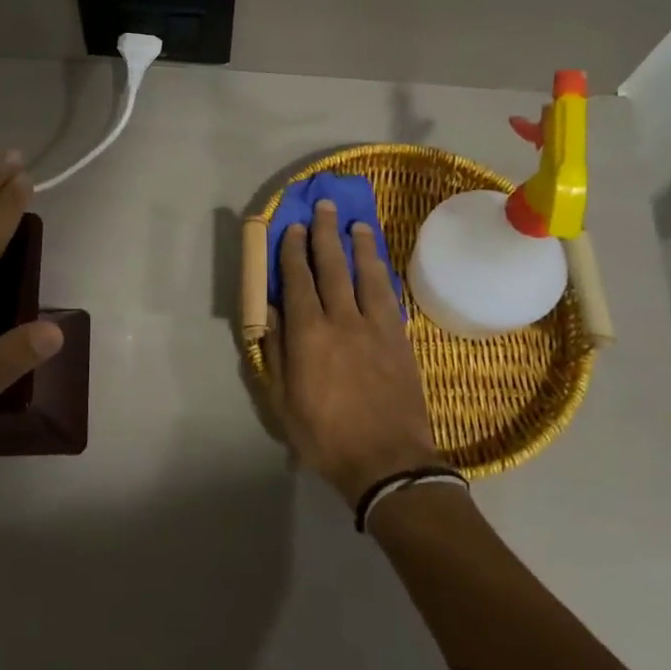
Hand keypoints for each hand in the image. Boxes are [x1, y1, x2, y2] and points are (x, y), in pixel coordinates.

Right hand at [261, 199, 439, 506]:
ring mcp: (374, 327)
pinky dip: (381, 274)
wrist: (387, 462)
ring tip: (356, 224)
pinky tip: (378, 264)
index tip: (293, 227)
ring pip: (365, 275)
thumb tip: (272, 314)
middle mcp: (341, 320)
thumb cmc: (325, 435)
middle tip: (325, 208)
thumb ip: (276, 352)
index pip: (297, 280)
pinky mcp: (398, 339)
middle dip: (325, 234)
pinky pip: (388, 296)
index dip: (293, 251)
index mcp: (308, 334)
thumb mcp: (283, 401)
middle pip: (331, 267)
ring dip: (358, 246)